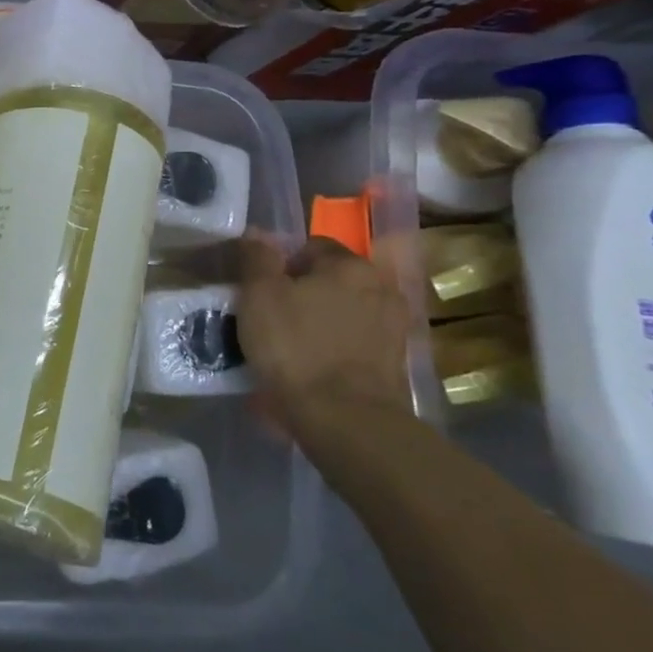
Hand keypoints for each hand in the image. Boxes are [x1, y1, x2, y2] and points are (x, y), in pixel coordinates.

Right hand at [237, 237, 411, 438]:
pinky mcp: (395, 363)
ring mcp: (393, 327)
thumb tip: (258, 232)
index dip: (281, 265)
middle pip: (331, 280)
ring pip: (344, 312)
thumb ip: (257, 258)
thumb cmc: (295, 347)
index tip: (260, 290)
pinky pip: (355, 343)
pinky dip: (335, 348)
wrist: (345, 419)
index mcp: (349, 265)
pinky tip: (313, 368)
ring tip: (291, 346)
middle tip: (272, 317)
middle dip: (304, 293)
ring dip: (320, 321)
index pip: (310, 247)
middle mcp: (381, 287)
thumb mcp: (259, 295)